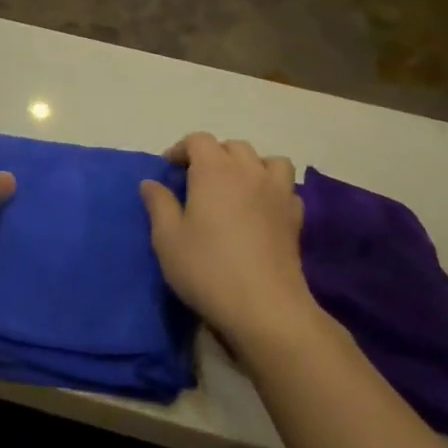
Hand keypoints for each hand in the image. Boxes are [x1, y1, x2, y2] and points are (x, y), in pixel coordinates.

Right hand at [140, 133, 319, 348]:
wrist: (265, 307)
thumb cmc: (208, 269)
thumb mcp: (167, 238)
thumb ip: (159, 204)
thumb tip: (151, 183)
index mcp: (214, 171)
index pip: (199, 140)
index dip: (182, 149)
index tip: (169, 169)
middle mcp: (249, 172)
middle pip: (233, 147)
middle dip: (214, 155)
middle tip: (198, 180)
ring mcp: (277, 193)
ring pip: (268, 161)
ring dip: (250, 166)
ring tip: (236, 187)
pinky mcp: (295, 218)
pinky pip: (286, 189)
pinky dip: (273, 190)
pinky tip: (261, 210)